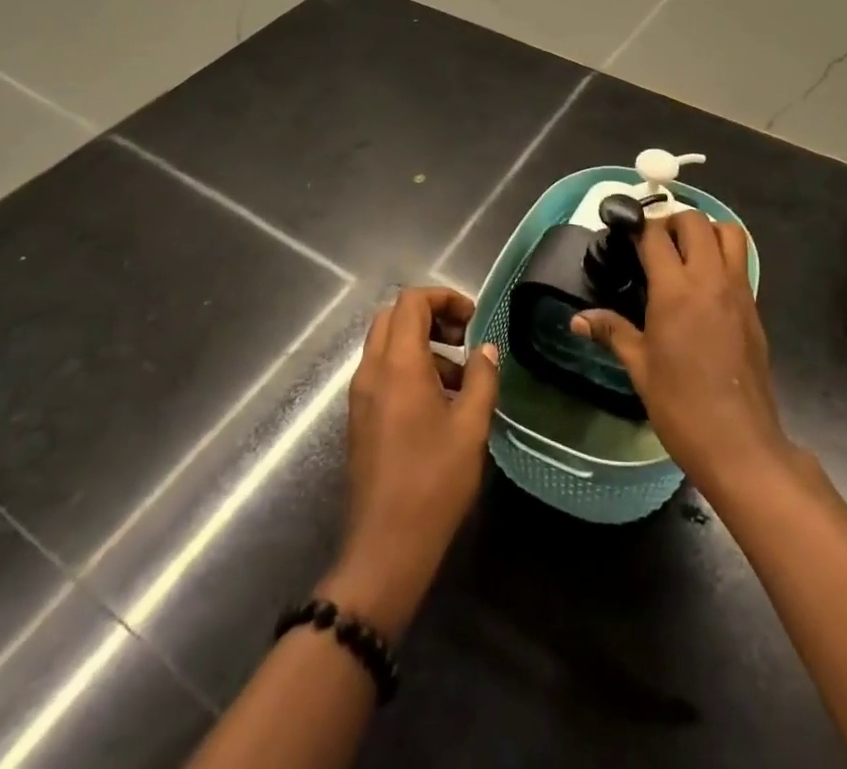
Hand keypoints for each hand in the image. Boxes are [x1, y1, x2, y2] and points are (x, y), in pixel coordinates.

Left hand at [318, 287, 498, 640]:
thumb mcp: (471, 426)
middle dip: (432, 317)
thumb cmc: (433, 482)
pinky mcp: (359, 419)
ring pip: (386, 345)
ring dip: (423, 345)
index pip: (411, 301)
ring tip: (461, 380)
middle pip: (394, 317)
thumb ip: (483, 377)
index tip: (473, 319)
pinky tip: (440, 405)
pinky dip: (410, 369)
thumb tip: (487, 349)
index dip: (444, 298)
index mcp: (397, 364)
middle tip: (465, 340)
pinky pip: (382, 373)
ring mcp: (360, 396)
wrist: (385, 549)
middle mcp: (371, 371)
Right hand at [572, 211, 794, 502]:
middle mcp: (710, 279)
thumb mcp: (640, 367)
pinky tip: (704, 283)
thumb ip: (612, 332)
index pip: (656, 236)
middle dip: (672, 221)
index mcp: (675, 290)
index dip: (638, 227)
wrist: (739, 443)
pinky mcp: (754, 307)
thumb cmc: (681, 405)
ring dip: (706, 231)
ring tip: (685, 252)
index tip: (625, 231)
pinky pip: (741, 262)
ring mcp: (738, 291)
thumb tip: (577, 319)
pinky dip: (723, 255)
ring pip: (729, 233)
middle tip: (654, 243)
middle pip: (696, 222)